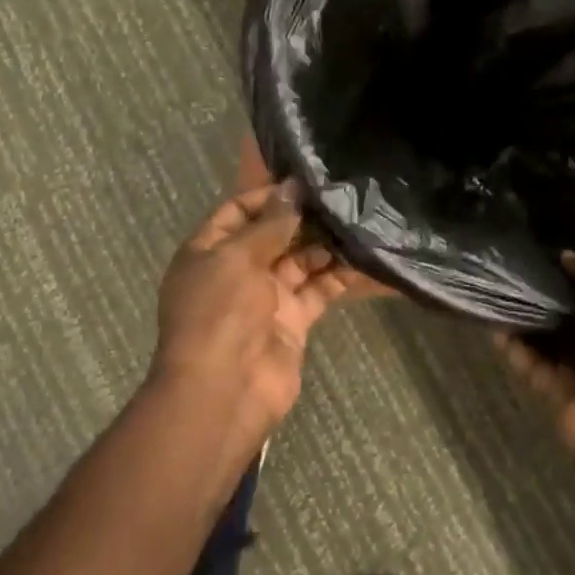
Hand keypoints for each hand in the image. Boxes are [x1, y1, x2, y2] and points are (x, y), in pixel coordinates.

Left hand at [153, 182, 356, 448]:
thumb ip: (270, 223)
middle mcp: (237, 271)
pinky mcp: (293, 320)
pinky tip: (365, 255)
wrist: (224, 392)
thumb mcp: (238, 257)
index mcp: (208, 251)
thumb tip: (292, 188)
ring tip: (358, 219)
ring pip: (300, 260)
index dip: (268, 195)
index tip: (306, 182)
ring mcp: (266, 297)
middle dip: (303, 217)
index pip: (237, 211)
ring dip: (326, 243)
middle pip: (273, 235)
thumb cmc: (220, 312)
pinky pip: (319, 289)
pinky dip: (339, 274)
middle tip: (342, 195)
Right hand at [496, 253, 574, 466]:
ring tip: (499, 301)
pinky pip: (538, 370)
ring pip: (554, 345)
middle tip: (517, 277)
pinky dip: (519, 354)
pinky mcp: (565, 399)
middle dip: (550, 300)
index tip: (550, 258)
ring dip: (529, 326)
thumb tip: (569, 257)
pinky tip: (497, 333)